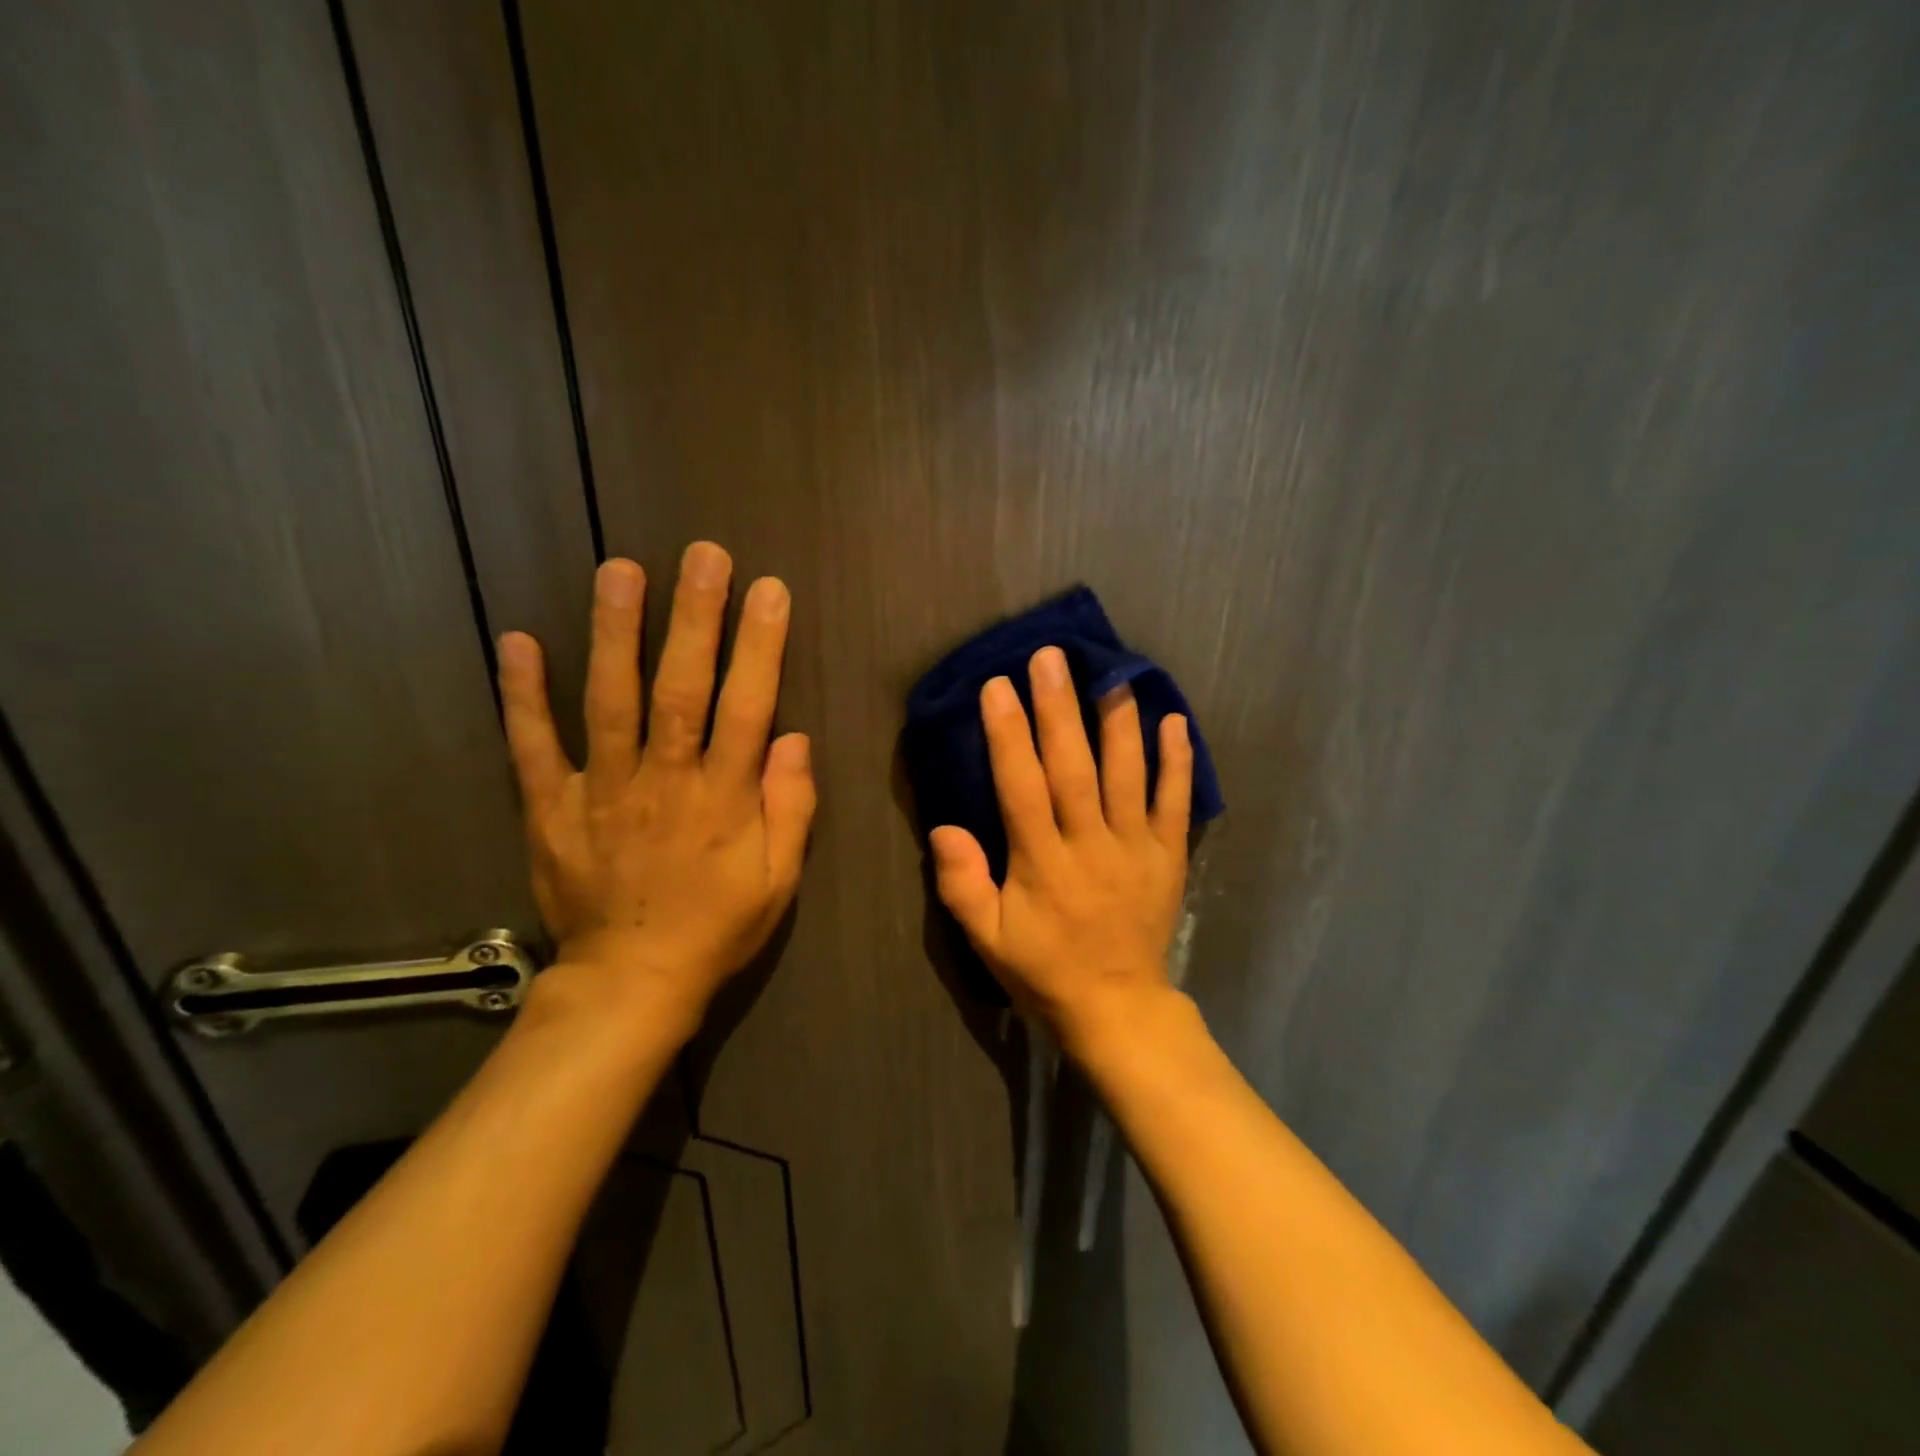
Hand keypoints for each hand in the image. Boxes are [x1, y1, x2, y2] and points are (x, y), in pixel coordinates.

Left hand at [496, 543, 814, 1035]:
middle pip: (681, 690)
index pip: (747, 708)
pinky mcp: (551, 808)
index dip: (759, 647)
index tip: (768, 591)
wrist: (631, 983)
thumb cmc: (716, 927)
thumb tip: (794, 738)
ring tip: (620, 570)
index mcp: (723, 800)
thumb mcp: (779, 881)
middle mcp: (664, 783)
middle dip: (694, 619)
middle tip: (702, 556)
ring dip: (615, 634)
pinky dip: (522, 695)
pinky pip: (533, 747)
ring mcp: (602, 792)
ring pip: (610, 702)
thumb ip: (791, 809)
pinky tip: (516, 641)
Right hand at [929, 645, 1192, 1052]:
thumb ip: (962, 886)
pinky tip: (1173, 720)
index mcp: (1043, 864)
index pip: (1022, 788)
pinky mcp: (1168, 856)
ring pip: (1127, 774)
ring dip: (1117, 721)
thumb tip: (945, 828)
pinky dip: (1176, 761)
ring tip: (1111, 672)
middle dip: (1060, 709)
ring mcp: (1135, 848)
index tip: (999, 686)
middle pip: (1074, 768)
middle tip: (1051, 657)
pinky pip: (1176, 803)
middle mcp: (1091, 845)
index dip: (1009, 735)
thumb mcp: (988, 941)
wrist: (1118, 1008)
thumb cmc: (1044, 970)